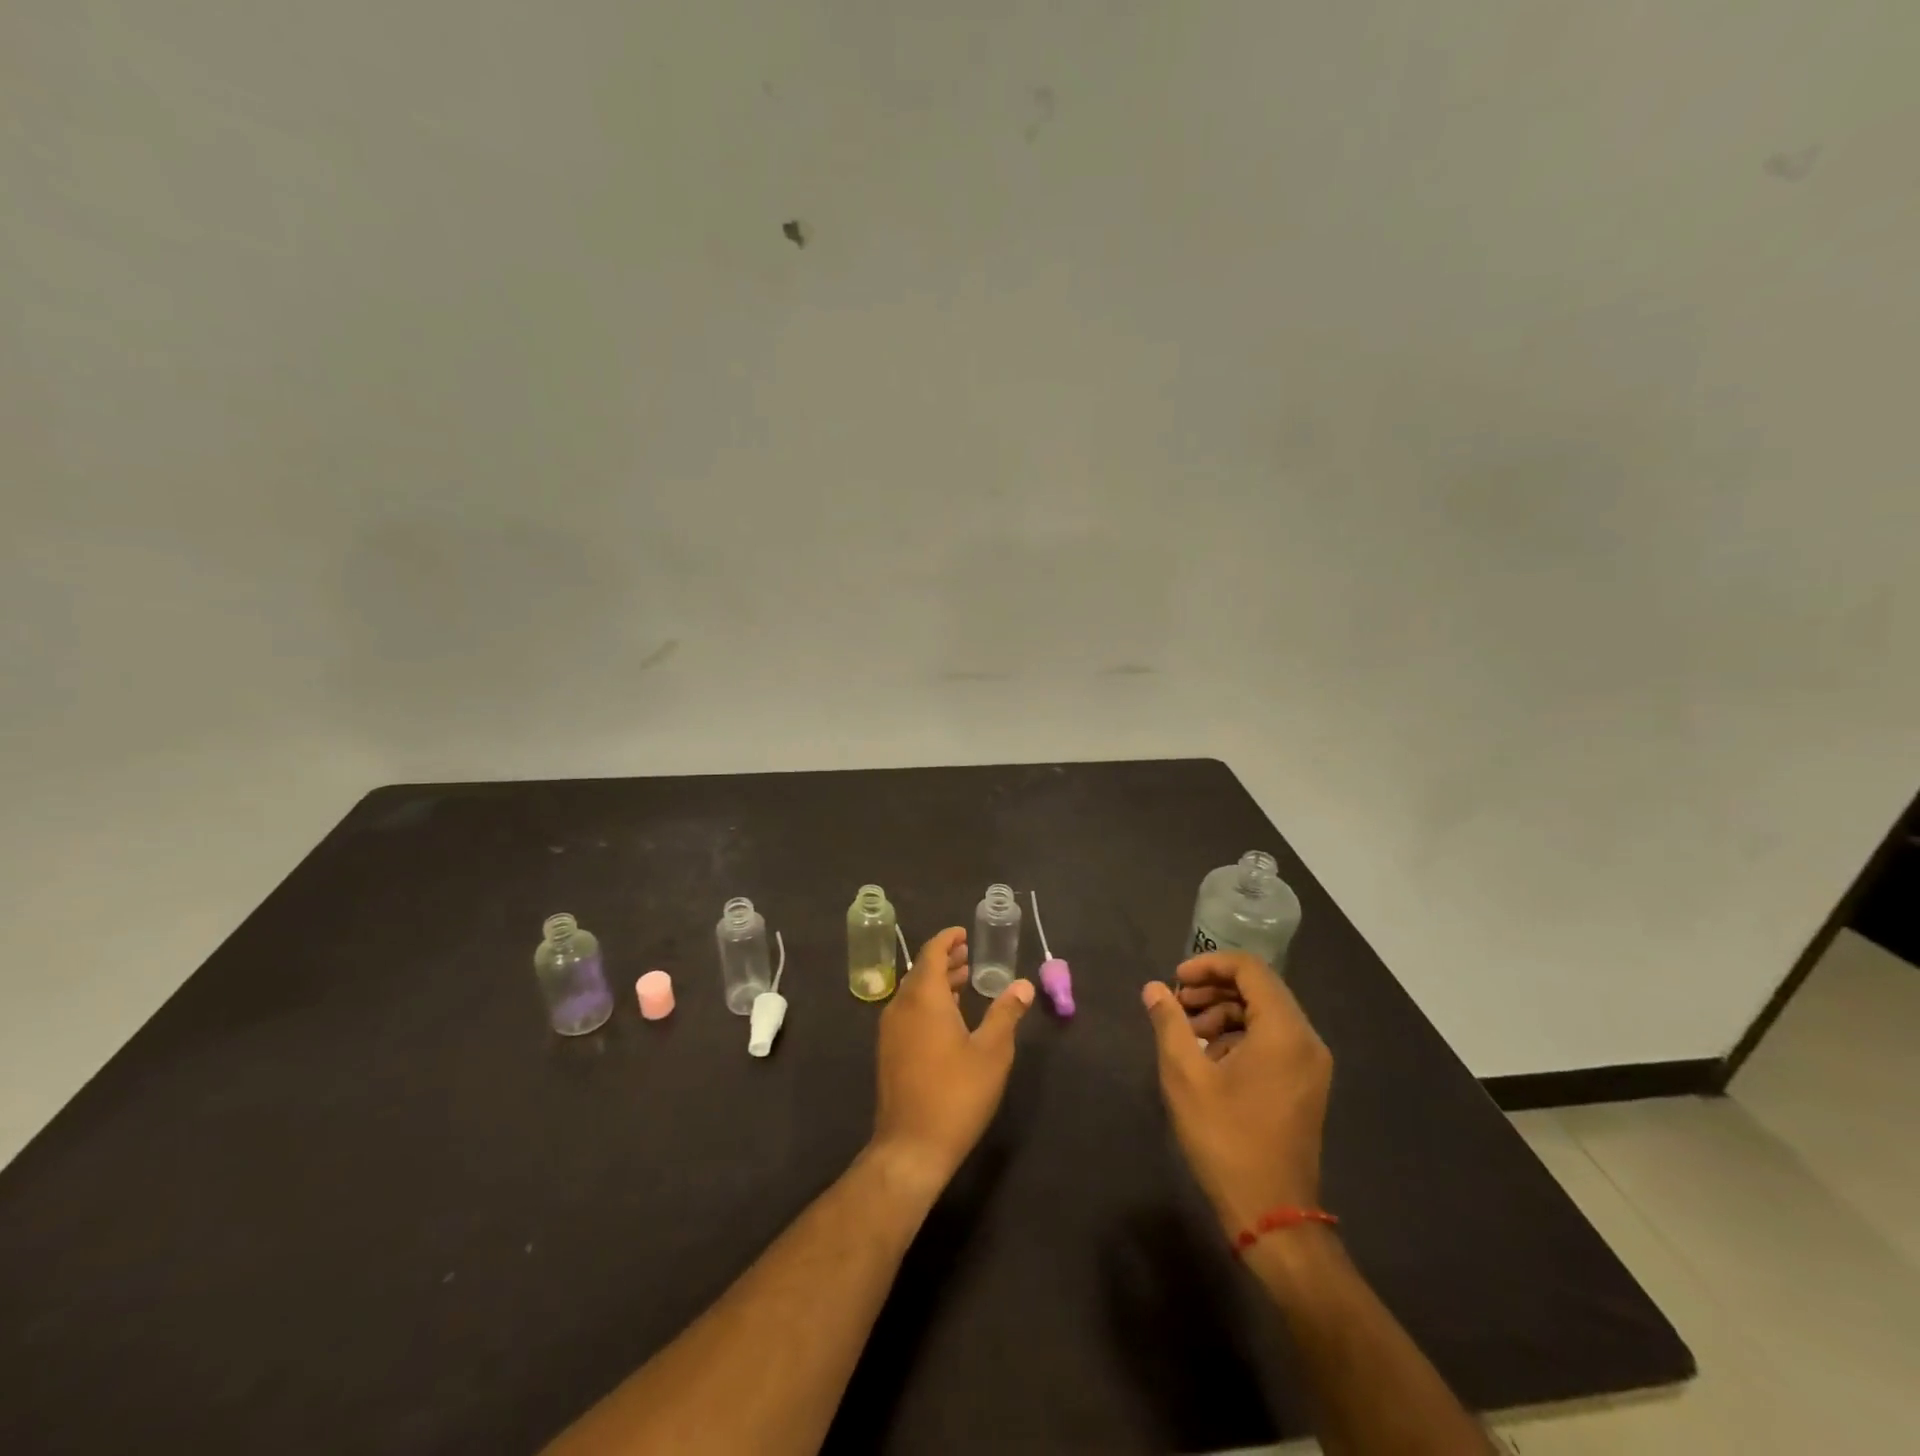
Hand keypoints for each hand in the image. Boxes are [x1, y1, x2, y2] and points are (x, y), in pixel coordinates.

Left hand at [871, 928, 1033, 1193]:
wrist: (911, 1147)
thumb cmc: (956, 1094)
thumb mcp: (992, 1052)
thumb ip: (1006, 1013)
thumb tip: (1023, 984)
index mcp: (923, 998)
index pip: (932, 953)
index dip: (947, 939)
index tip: (964, 933)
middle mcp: (901, 1006)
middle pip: (921, 971)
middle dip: (945, 960)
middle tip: (969, 955)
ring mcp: (890, 1031)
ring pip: (913, 993)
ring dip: (936, 982)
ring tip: (963, 981)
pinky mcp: (888, 1052)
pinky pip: (907, 1012)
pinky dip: (927, 1003)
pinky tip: (948, 1018)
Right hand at [1142, 951, 1332, 1235]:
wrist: (1272, 1214)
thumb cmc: (1226, 1139)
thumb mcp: (1185, 1076)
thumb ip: (1169, 1022)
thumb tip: (1154, 989)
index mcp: (1284, 1031)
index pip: (1249, 968)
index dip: (1208, 965)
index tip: (1174, 981)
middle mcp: (1306, 1040)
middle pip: (1259, 989)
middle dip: (1213, 989)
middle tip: (1176, 1005)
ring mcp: (1310, 1064)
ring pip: (1265, 1014)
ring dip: (1224, 1012)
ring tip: (1188, 1035)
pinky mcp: (1305, 1084)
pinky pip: (1273, 1039)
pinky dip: (1240, 1035)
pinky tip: (1210, 1059)